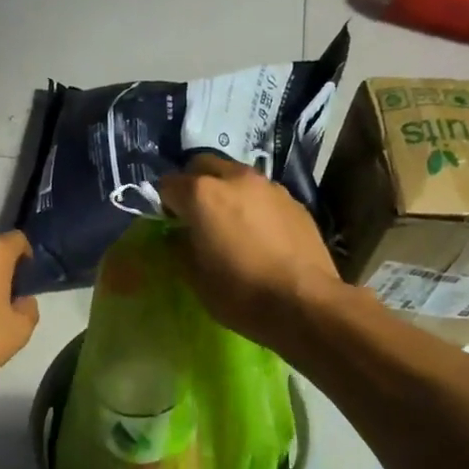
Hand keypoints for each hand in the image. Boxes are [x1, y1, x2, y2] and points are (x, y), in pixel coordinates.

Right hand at [158, 155, 341, 348]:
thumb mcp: (194, 276)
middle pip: (203, 165)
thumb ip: (179, 246)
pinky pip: (263, 194)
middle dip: (193, 183)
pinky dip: (253, 205)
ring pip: (236, 175)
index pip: (168, 184)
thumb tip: (178, 235)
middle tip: (195, 214)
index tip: (168, 223)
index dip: (163, 203)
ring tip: (230, 222)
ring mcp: (269, 187)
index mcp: (202, 194)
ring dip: (226, 191)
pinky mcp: (294, 201)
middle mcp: (234, 178)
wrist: (305, 303)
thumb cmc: (239, 292)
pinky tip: (259, 234)